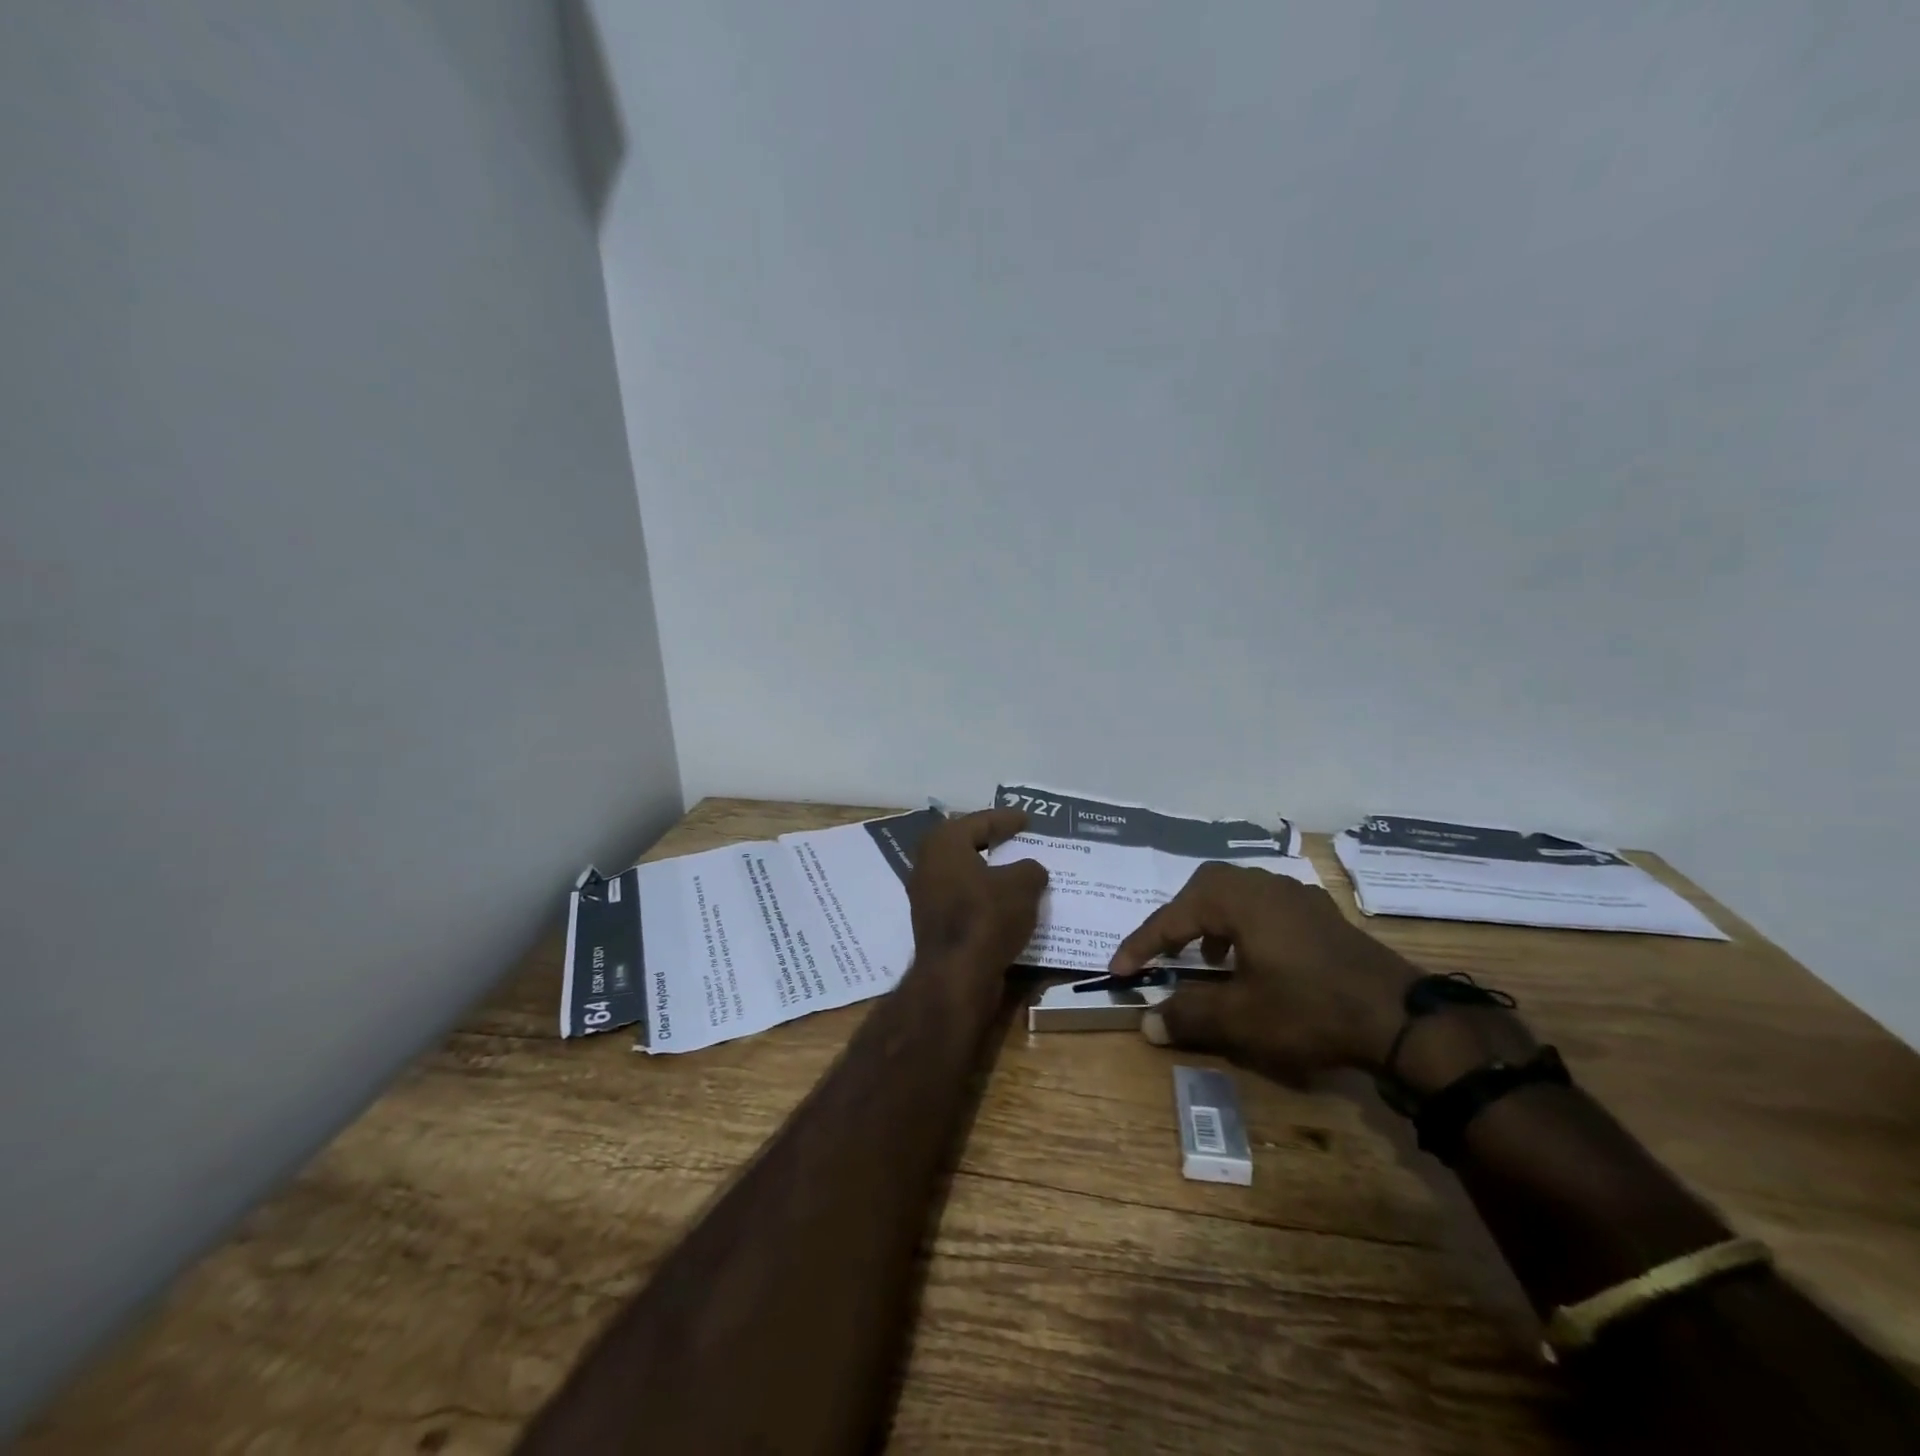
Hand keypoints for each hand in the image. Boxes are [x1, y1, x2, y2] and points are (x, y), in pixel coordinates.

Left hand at [908, 809, 1049, 970]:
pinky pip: (964, 900)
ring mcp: (926, 897)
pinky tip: (1006, 903)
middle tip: (1017, 839)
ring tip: (1017, 872)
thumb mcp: (1022, 885)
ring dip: (989, 873)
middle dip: (992, 843)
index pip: (979, 822)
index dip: (1005, 819)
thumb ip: (1030, 869)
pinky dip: (984, 897)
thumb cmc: (986, 916)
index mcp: (943, 843)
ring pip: (964, 875)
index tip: (1026, 819)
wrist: (956, 975)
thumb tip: (1030, 870)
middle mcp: (928, 865)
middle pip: (965, 845)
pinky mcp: (934, 924)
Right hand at [1108, 862, 1418, 1080]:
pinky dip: (1244, 925)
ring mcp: (1297, 896)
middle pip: (1205, 887)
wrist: (1401, 1018)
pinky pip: (1266, 906)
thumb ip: (1188, 1015)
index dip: (1142, 944)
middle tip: (1165, 951)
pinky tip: (1254, 957)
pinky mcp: (1321, 915)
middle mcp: (1264, 885)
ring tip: (1208, 956)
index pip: (1173, 917)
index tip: (1118, 970)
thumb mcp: (1241, 1018)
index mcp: (1237, 900)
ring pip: (1238, 893)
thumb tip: (1146, 1022)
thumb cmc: (1309, 1009)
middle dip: (1178, 918)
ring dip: (1212, 920)